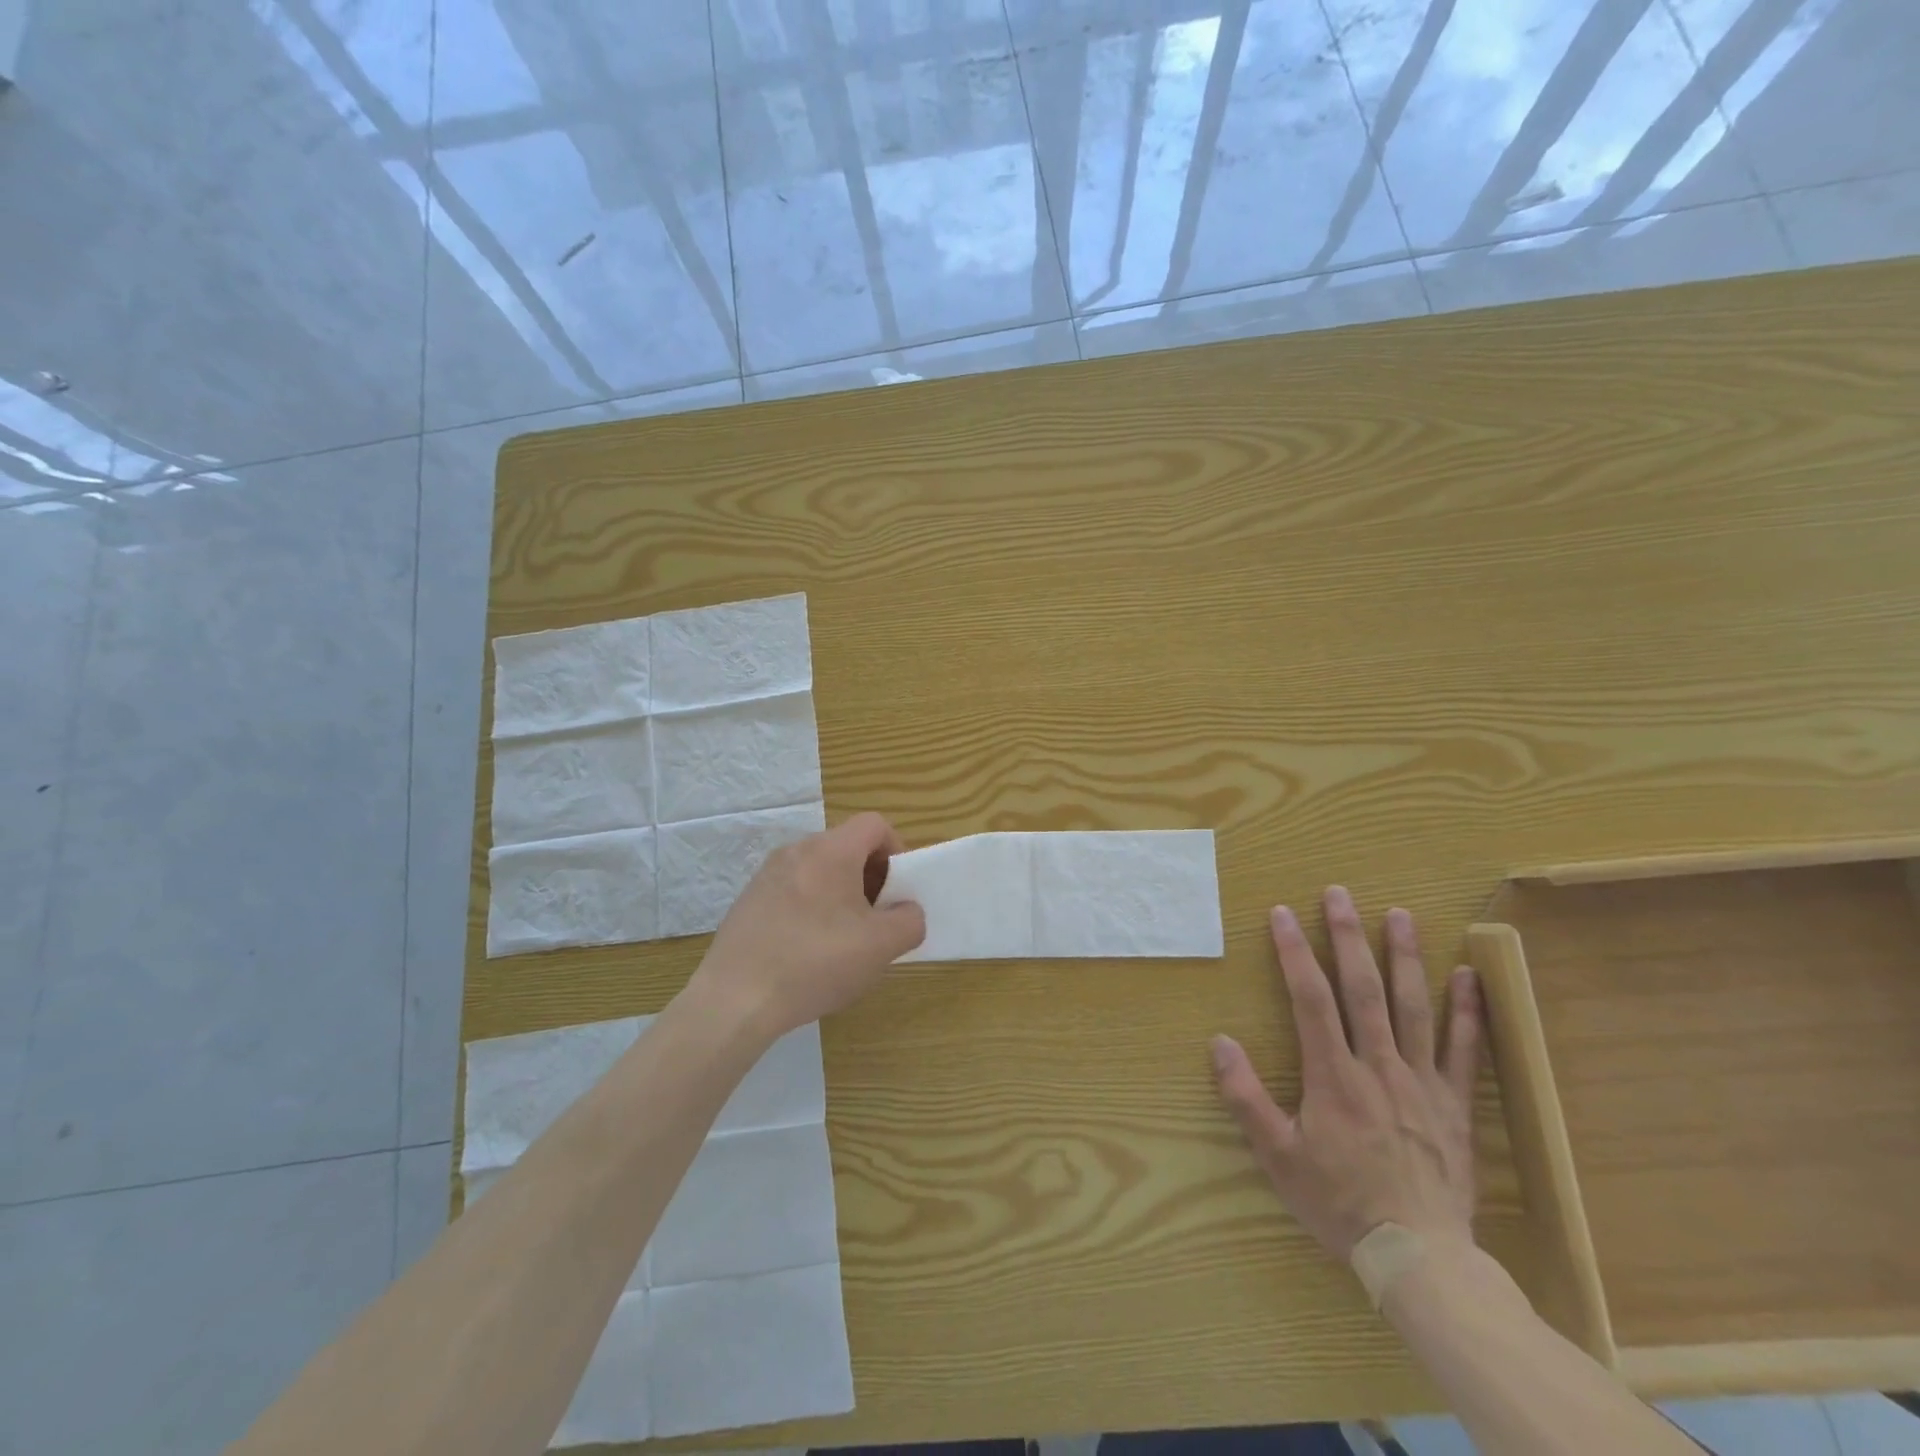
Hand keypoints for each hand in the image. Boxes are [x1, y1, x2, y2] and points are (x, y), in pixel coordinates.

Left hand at [693, 812, 926, 1036]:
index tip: (898, 891)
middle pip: (847, 846)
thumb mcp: (881, 947)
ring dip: (841, 895)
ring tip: (843, 940)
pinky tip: (808, 952)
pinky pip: (793, 891)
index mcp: (831, 850)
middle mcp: (797, 850)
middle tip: (876, 919)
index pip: (875, 825)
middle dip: (871, 877)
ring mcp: (767, 874)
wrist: (735, 999)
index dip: (897, 850)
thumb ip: (910, 920)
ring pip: (820, 870)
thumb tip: (907, 911)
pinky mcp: (749, 900)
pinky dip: (811, 908)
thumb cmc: (816, 963)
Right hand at [1210, 886, 1481, 1261]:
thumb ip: (1246, 1097)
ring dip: (1405, 957)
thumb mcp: (1277, 1156)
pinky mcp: (1455, 1104)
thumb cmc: (1339, 1203)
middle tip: (1340, 894)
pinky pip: (1465, 1050)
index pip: (1310, 999)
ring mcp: (1422, 1082)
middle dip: (1348, 936)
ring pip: (1413, 1007)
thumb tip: (1220, 1042)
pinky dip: (1466, 1011)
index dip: (1295, 952)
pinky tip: (1467, 976)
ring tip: (1401, 914)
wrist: (1420, 1257)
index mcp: (1333, 1076)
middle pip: (1362, 988)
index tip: (1282, 913)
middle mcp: (1378, 1066)